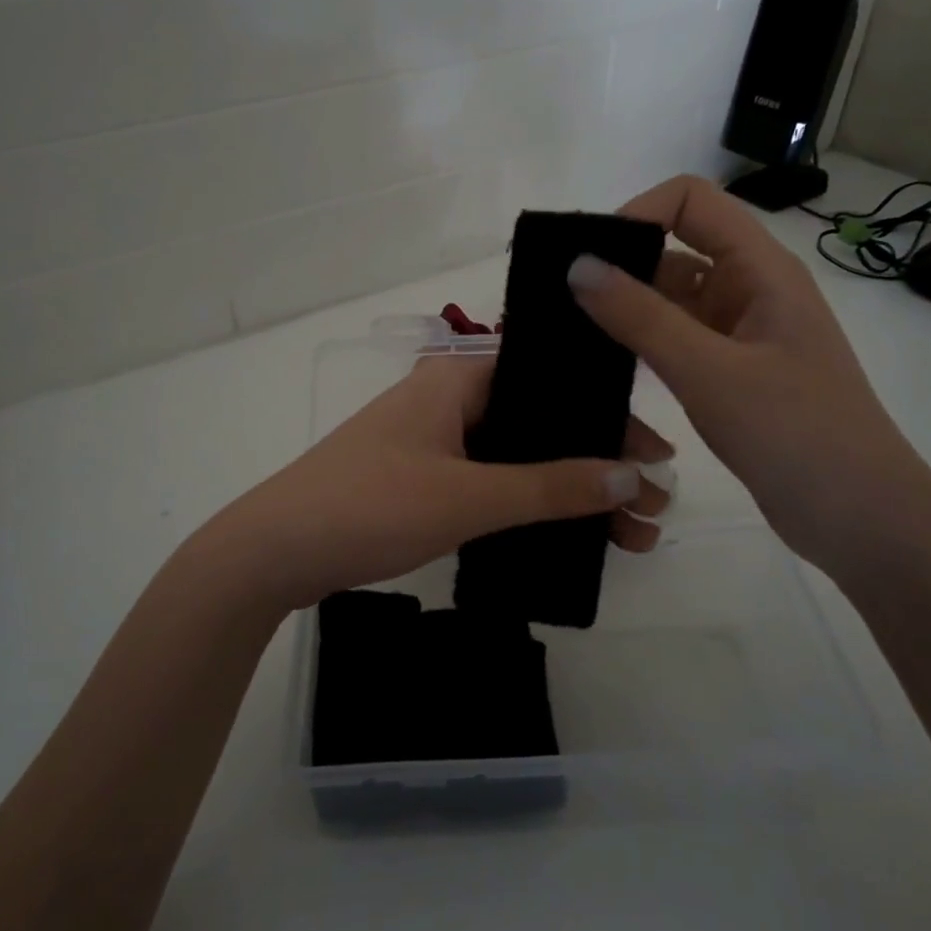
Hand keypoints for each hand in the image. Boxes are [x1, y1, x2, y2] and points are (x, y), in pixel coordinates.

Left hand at [213, 353, 672, 606]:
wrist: (274, 552)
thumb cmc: (370, 506)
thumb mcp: (468, 496)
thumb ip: (550, 486)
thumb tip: (633, 476)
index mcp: (457, 378)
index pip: (551, 380)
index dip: (608, 414)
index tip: (657, 455)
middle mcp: (449, 399)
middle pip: (541, 421)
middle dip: (599, 463)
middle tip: (655, 508)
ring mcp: (434, 441)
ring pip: (519, 456)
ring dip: (571, 491)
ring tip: (630, 535)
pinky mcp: (422, 478)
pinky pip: (493, 481)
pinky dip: (531, 503)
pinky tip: (568, 533)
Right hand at [567, 175, 930, 574]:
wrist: (859, 517)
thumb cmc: (795, 433)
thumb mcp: (710, 371)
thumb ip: (641, 317)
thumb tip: (577, 265)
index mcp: (761, 270)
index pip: (692, 202)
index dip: (638, 213)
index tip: (589, 258)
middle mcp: (751, 290)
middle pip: (676, 248)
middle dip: (621, 263)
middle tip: (561, 297)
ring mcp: (741, 334)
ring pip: (672, 299)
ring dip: (627, 307)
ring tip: (569, 330)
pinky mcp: (731, 373)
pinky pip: (676, 340)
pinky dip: (641, 342)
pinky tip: (603, 361)